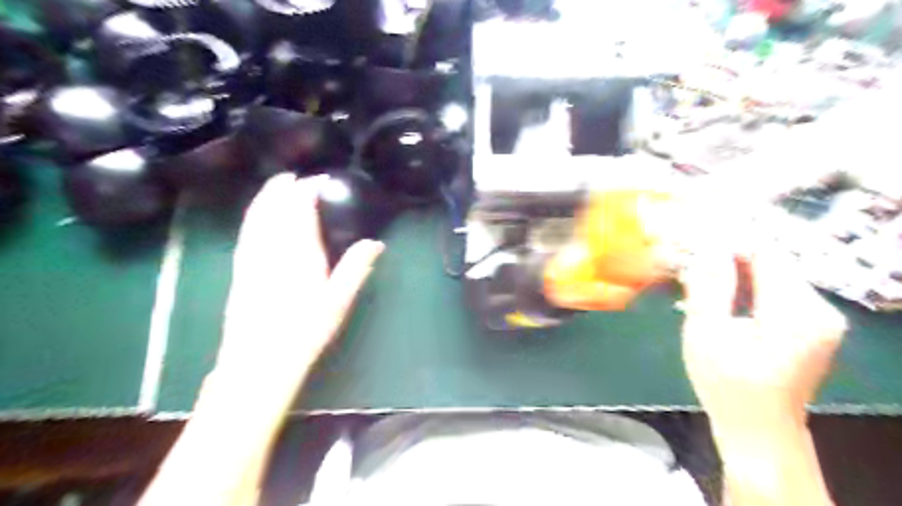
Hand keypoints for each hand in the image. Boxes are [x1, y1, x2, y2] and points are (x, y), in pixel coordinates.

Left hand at [220, 173, 385, 383]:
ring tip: (275, 185)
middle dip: (283, 189)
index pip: (300, 212)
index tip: (315, 181)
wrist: (261, 358)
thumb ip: (356, 268)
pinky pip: (245, 232)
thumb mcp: (339, 300)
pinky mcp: (240, 269)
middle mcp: (273, 249)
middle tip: (293, 177)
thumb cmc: (306, 330)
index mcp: (301, 253)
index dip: (305, 192)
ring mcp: (253, 257)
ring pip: (256, 217)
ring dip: (265, 198)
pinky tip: (255, 215)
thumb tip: (375, 243)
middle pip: (275, 209)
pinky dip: (252, 215)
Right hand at [680, 245, 849, 430]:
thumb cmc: (726, 384)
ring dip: (735, 275)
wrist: (758, 428)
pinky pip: (777, 292)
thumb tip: (707, 246)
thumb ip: (709, 287)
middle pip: (771, 262)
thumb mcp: (706, 333)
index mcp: (796, 311)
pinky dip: (747, 289)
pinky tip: (722, 302)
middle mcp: (820, 308)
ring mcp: (821, 318)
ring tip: (700, 286)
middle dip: (728, 260)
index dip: (728, 242)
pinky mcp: (813, 325)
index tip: (693, 244)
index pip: (766, 252)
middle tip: (691, 270)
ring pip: (773, 275)